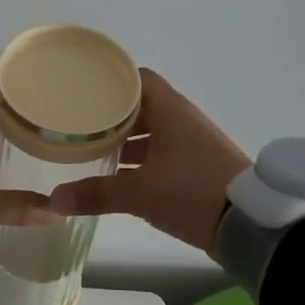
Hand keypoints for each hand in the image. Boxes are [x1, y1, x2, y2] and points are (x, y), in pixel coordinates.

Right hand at [45, 69, 250, 251]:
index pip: (136, 79)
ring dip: (126, 140)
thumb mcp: (139, 194)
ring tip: (93, 151)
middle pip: (141, 106)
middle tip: (79, 124)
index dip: (110, 82)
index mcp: (170, 110)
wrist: (250, 224)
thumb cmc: (191, 192)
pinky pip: (164, 152)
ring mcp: (193, 143)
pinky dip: (142, 159)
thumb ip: (95, 194)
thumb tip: (54, 200)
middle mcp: (182, 119)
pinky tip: (121, 176)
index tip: (82, 91)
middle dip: (111, 116)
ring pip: (152, 132)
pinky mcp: (199, 165)